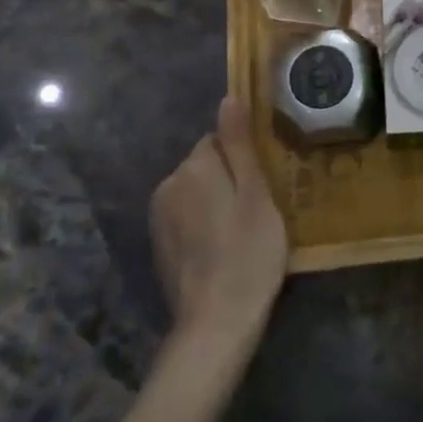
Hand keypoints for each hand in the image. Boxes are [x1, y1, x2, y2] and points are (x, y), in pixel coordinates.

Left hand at [150, 97, 288, 360]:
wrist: (216, 324)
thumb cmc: (248, 253)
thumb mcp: (255, 193)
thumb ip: (239, 144)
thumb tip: (228, 97)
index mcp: (193, 168)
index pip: (219, 140)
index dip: (244, 159)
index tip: (263, 184)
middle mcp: (168, 185)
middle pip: (205, 165)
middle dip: (229, 179)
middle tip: (258, 211)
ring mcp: (159, 218)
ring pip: (196, 192)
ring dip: (216, 202)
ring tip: (243, 233)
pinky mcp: (159, 246)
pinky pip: (186, 218)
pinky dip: (204, 225)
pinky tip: (222, 250)